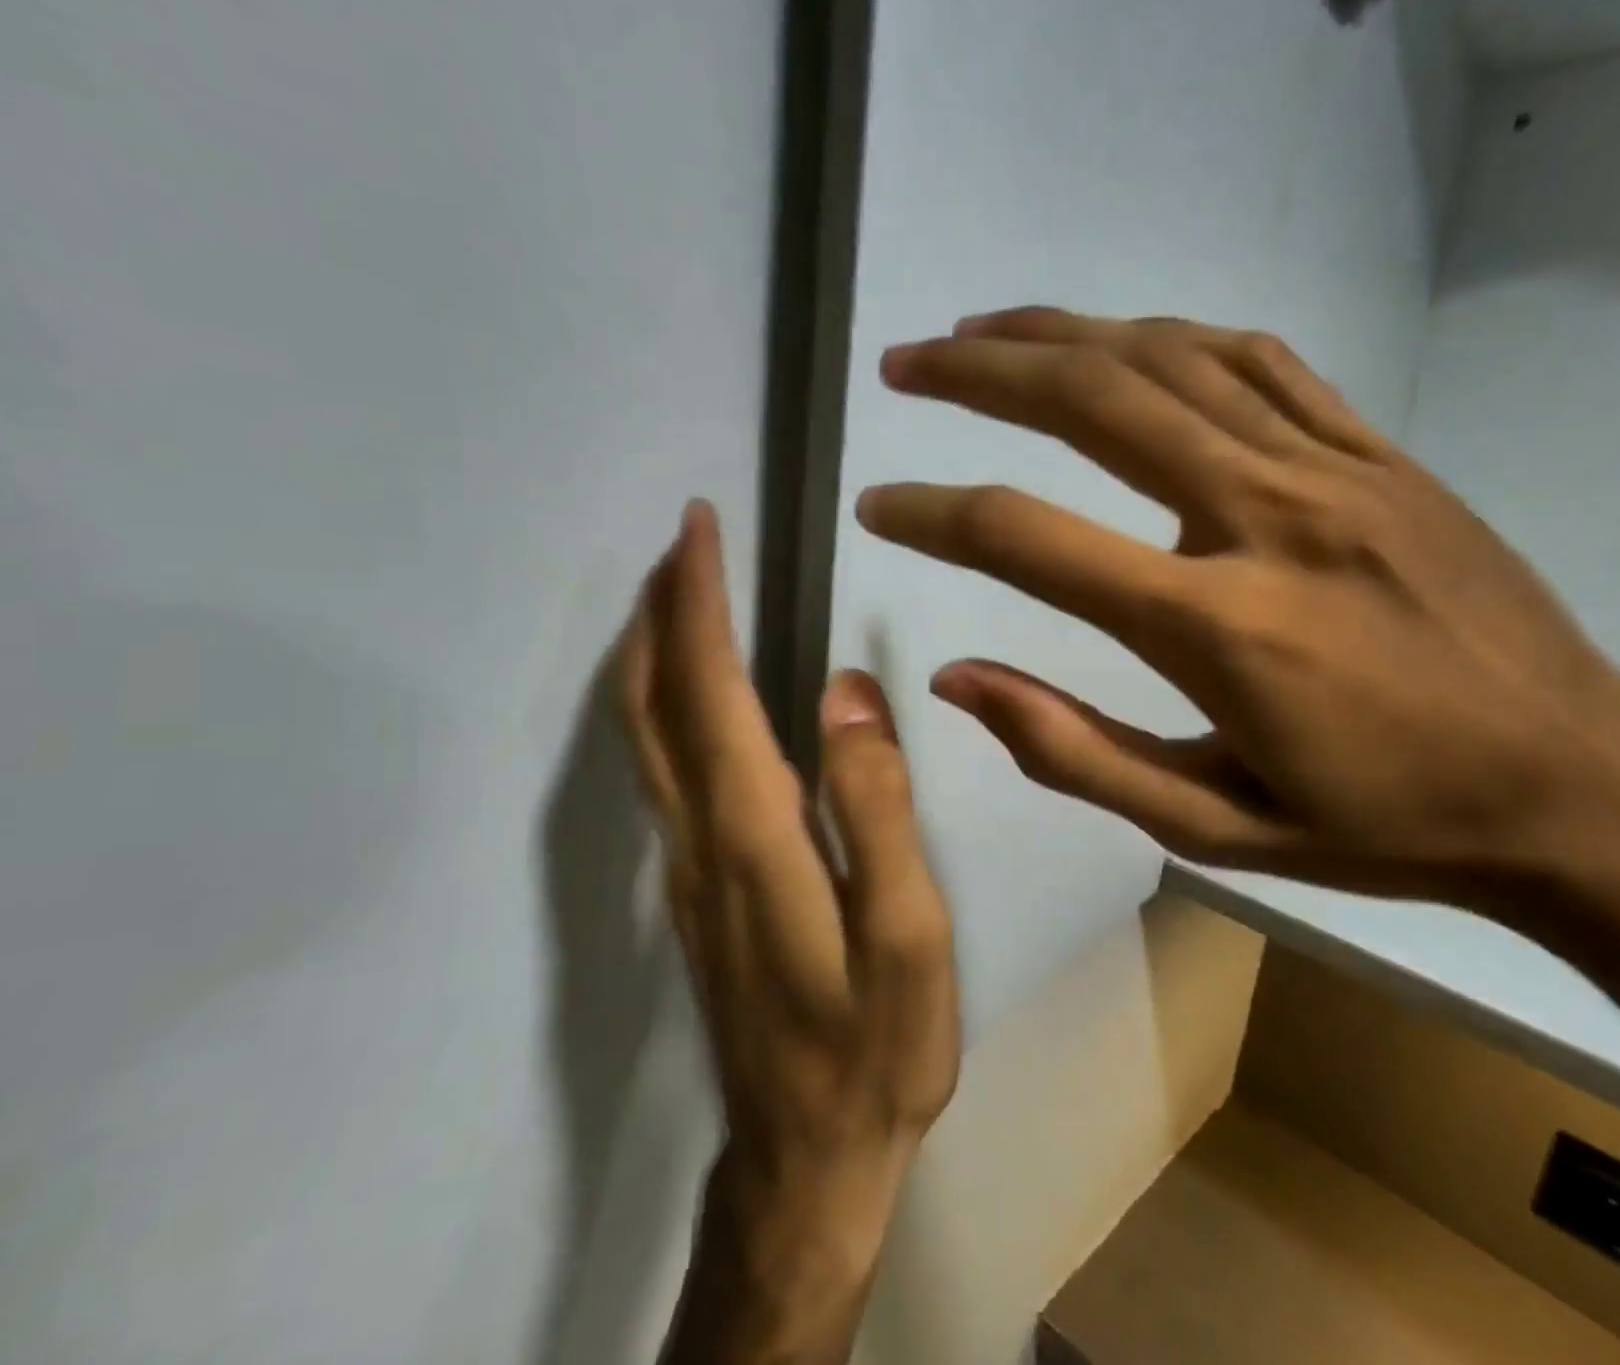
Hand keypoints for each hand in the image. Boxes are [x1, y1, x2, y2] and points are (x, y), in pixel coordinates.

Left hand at [620, 501, 957, 1363]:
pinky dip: (665, 703)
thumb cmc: (875, 1044)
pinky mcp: (694, 888)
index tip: (697, 529)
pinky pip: (663, 769)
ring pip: (644, 736)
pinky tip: (697, 690)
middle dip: (658, 609)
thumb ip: (878, 805)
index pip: (710, 691)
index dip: (697, 603)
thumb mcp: (908, 930)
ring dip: (653, 651)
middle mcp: (698, 838)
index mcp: (753, 835)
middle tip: (682, 541)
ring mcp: (685, 866)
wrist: (807, 1157)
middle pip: (651, 703)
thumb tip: (847, 691)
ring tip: (682, 592)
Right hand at [856, 306, 1619, 917]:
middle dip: (980, 373)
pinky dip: (1172, 338)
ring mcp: (1334, 470)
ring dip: (1062, 334)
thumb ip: (1071, 749)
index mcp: (1216, 627)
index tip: (878, 503)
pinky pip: (1260, 362)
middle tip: (906, 363)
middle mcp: (1265, 518)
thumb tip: (956, 679)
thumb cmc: (1382, 824)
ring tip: (984, 329)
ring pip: (1170, 360)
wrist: (1578, 788)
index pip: (1031, 541)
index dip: (935, 515)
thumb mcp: (1209, 824)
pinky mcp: (1382, 453)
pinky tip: (1121, 337)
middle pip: (1094, 403)